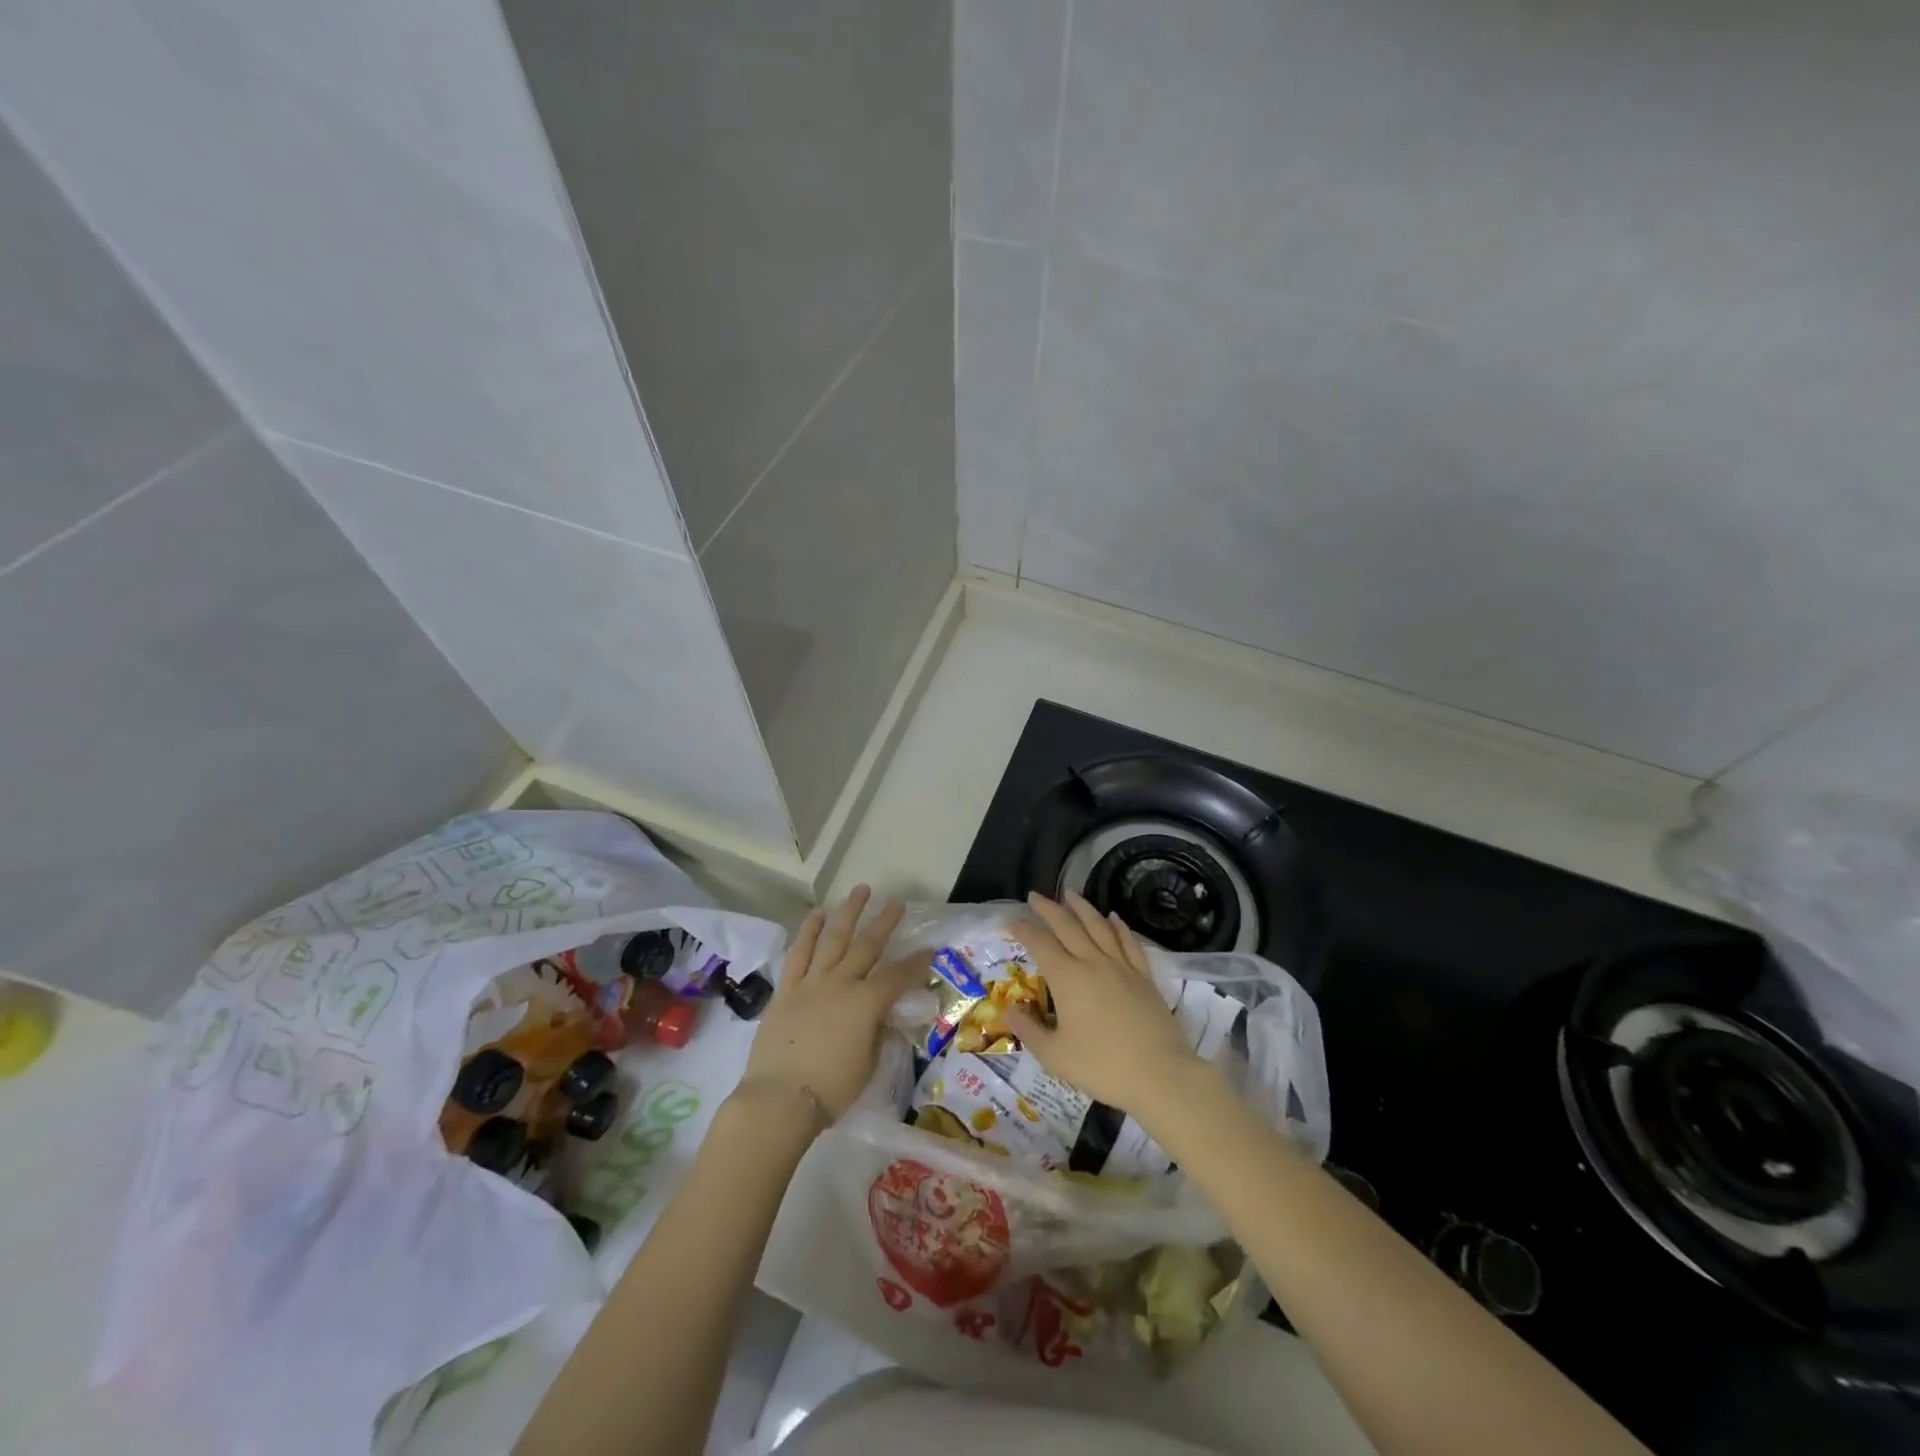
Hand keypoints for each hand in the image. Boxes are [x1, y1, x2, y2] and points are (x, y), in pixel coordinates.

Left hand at [737, 886, 917, 1123]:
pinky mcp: (786, 989)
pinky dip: (809, 931)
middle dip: (884, 922)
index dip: (917, 963)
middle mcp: (841, 983)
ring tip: (860, 891)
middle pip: (867, 945)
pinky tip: (818, 914)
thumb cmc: (831, 1089)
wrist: (779, 1099)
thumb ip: (878, 1033)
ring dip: (848, 912)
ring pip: (833, 938)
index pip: (898, 975)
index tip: (929, 950)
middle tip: (896, 902)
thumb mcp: (869, 1064)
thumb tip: (883, 1016)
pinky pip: (799, 953)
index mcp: (866, 1003)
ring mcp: (811, 982)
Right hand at [1006, 891, 1209, 1116]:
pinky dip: (1118, 926)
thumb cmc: (1102, 1068)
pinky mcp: (1144, 976)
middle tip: (1035, 895)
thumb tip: (1010, 1009)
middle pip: (1068, 926)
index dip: (1024, 931)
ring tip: (1070, 894)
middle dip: (1049, 909)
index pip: (1040, 945)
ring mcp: (1122, 967)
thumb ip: (1029, 1031)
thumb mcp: (1054, 1056)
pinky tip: (1113, 918)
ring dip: (1082, 907)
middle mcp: (1093, 963)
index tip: (1012, 921)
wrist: (1160, 1075)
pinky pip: (1128, 942)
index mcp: (1067, 978)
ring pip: (1099, 926)